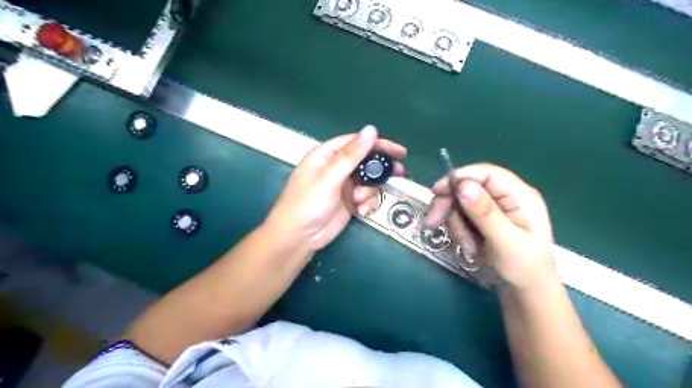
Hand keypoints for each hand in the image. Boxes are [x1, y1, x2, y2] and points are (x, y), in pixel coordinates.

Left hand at [266, 126, 405, 250]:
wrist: (298, 238)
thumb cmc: (307, 204)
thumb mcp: (329, 178)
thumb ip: (351, 155)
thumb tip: (371, 129)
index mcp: (327, 155)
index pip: (356, 143)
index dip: (378, 144)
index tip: (399, 151)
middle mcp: (336, 168)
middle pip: (365, 161)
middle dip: (380, 169)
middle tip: (398, 173)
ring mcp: (344, 186)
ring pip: (368, 181)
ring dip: (369, 191)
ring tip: (359, 201)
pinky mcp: (349, 202)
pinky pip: (366, 197)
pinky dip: (367, 203)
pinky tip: (360, 211)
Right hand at [425, 162, 558, 290]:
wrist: (525, 294)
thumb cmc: (524, 269)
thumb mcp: (506, 242)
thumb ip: (485, 213)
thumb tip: (463, 186)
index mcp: (519, 196)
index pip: (487, 174)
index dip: (461, 177)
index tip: (437, 191)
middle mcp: (504, 198)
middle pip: (467, 188)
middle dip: (450, 206)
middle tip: (431, 224)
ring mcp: (491, 210)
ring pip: (459, 204)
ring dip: (457, 226)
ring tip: (469, 247)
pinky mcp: (481, 221)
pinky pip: (459, 218)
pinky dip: (459, 233)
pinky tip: (470, 248)